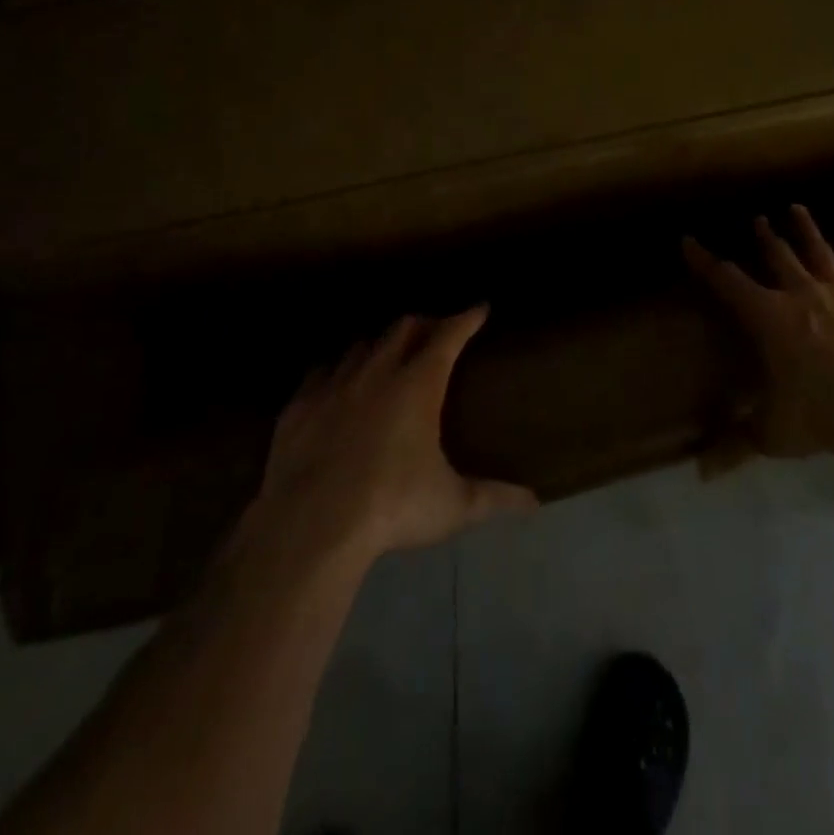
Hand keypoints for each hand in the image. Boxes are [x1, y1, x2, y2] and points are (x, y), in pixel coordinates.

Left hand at [247, 308, 535, 567]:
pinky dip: (335, 370)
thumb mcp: (452, 506)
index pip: (448, 336)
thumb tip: (534, 502)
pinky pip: (320, 372)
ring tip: (388, 353)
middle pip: (403, 328)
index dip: (466, 318)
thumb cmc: (392, 507)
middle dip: (424, 323)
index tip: (479, 308)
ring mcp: (334, 386)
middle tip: (436, 331)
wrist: (311, 526)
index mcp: (418, 385)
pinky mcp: (299, 406)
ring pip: (361, 345)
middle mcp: (377, 373)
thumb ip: (494, 498)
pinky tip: (336, 382)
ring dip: (379, 343)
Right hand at [684, 206, 833, 462]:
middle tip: (757, 219)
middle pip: (777, 257)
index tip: (688, 240)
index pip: (727, 282)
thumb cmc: (819, 417)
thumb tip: (699, 472)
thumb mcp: (771, 433)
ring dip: (806, 231)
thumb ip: (735, 445)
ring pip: (819, 253)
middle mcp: (801, 295)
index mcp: (768, 318)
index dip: (705, 261)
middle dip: (764, 237)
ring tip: (796, 209)